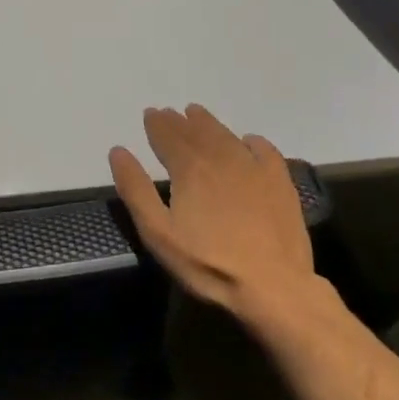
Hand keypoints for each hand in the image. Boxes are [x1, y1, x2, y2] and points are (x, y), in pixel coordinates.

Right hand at [109, 104, 321, 334]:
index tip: (150, 113)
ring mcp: (254, 169)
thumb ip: (136, 189)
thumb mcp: (158, 232)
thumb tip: (118, 151)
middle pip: (196, 132)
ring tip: (198, 114)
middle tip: (169, 113)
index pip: (168, 136)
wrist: (273, 286)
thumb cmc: (208, 263)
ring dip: (209, 123)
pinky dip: (252, 141)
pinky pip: (265, 151)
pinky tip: (248, 141)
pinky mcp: (280, 184)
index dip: (157, 124)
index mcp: (189, 169)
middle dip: (179, 121)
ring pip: (226, 136)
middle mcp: (220, 159)